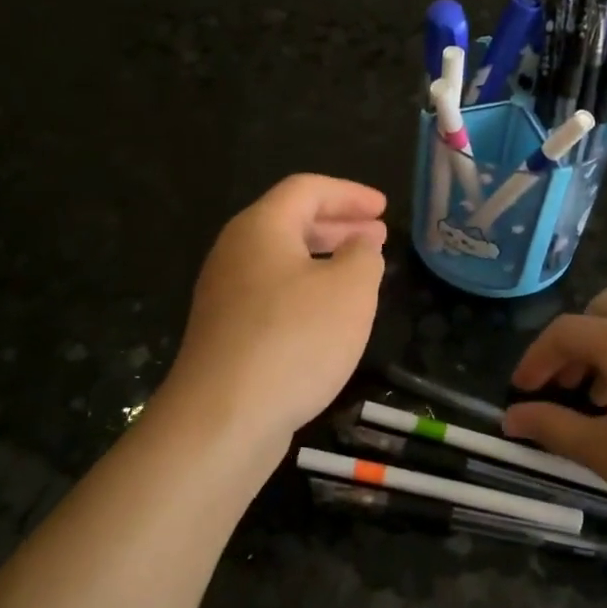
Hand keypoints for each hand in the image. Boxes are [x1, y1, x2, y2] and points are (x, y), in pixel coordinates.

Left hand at [163, 175, 386, 454]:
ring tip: (360, 274)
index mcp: (260, 228)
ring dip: (324, 260)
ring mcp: (225, 295)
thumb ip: (363, 257)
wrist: (223, 418)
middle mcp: (236, 253)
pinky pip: (272, 294)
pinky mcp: (226, 333)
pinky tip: (329, 317)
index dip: (349, 193)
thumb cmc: (294, 340)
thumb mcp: (350, 291)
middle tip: (377, 236)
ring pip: (282, 262)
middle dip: (339, 226)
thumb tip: (360, 246)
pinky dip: (307, 291)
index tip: (383, 208)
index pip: (307, 190)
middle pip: (290, 223)